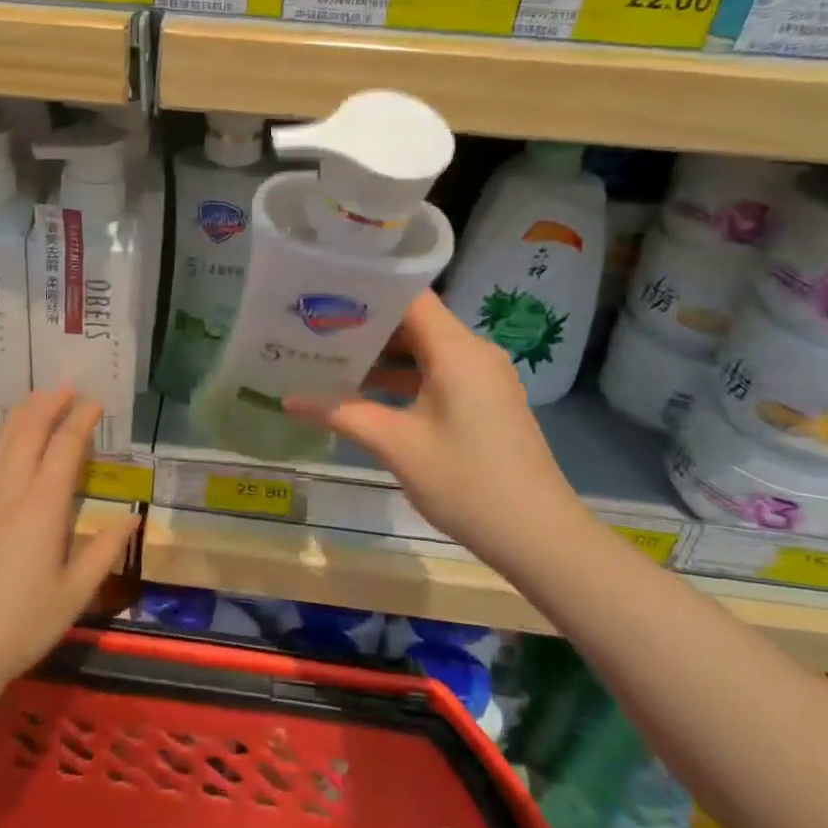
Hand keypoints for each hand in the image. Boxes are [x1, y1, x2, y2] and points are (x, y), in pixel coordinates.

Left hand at [0, 388, 138, 696]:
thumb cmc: (20, 626)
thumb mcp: (75, 594)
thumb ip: (105, 550)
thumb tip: (133, 517)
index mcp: (43, 507)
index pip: (65, 447)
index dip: (81, 419)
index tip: (95, 402)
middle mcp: (9, 490)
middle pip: (28, 431)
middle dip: (49, 404)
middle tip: (66, 388)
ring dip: (19, 415)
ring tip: (35, 401)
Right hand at [286, 292, 582, 559]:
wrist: (539, 537)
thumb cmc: (466, 482)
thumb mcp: (396, 445)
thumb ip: (342, 414)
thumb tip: (287, 400)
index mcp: (456, 350)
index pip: (409, 296)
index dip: (366, 290)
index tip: (323, 293)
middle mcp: (474, 351)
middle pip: (415, 320)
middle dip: (366, 324)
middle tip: (317, 326)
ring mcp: (484, 376)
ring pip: (426, 348)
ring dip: (384, 354)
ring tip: (332, 357)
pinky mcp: (486, 399)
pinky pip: (440, 371)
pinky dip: (406, 376)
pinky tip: (369, 393)